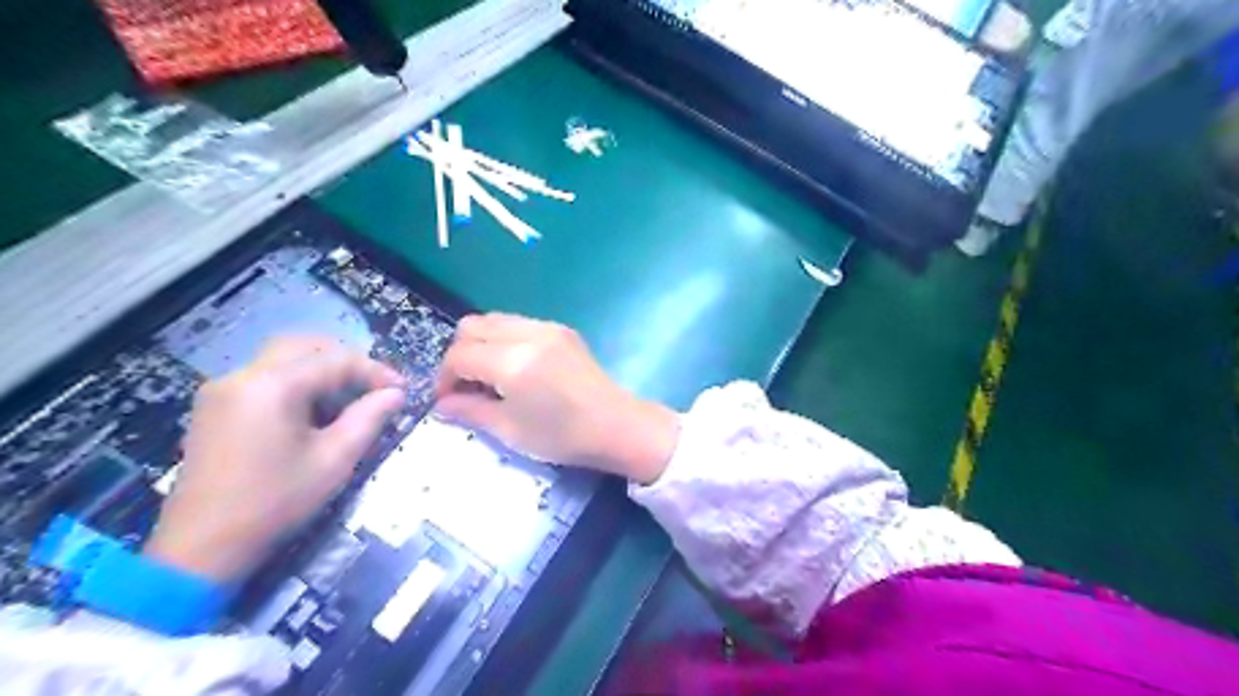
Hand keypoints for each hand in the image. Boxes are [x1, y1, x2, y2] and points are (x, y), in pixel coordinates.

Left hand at [143, 337, 404, 582]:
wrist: (200, 548)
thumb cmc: (275, 502)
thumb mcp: (334, 460)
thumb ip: (369, 418)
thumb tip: (395, 394)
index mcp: (272, 386)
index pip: (335, 359)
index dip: (374, 371)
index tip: (401, 391)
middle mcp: (242, 375)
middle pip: (304, 346)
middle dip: (345, 361)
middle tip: (373, 388)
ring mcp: (222, 389)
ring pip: (283, 358)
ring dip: (320, 370)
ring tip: (348, 400)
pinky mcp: (214, 406)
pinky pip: (264, 376)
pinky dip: (296, 382)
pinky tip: (312, 412)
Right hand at [434, 314, 681, 483]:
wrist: (617, 426)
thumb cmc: (563, 436)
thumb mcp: (510, 430)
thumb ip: (470, 411)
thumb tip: (441, 404)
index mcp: (513, 362)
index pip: (459, 355)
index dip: (444, 377)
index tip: (447, 400)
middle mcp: (528, 334)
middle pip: (472, 326)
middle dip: (459, 354)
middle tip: (465, 385)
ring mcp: (547, 327)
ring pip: (494, 319)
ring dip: (481, 343)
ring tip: (489, 376)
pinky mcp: (561, 329)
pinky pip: (519, 323)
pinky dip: (504, 339)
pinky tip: (514, 367)